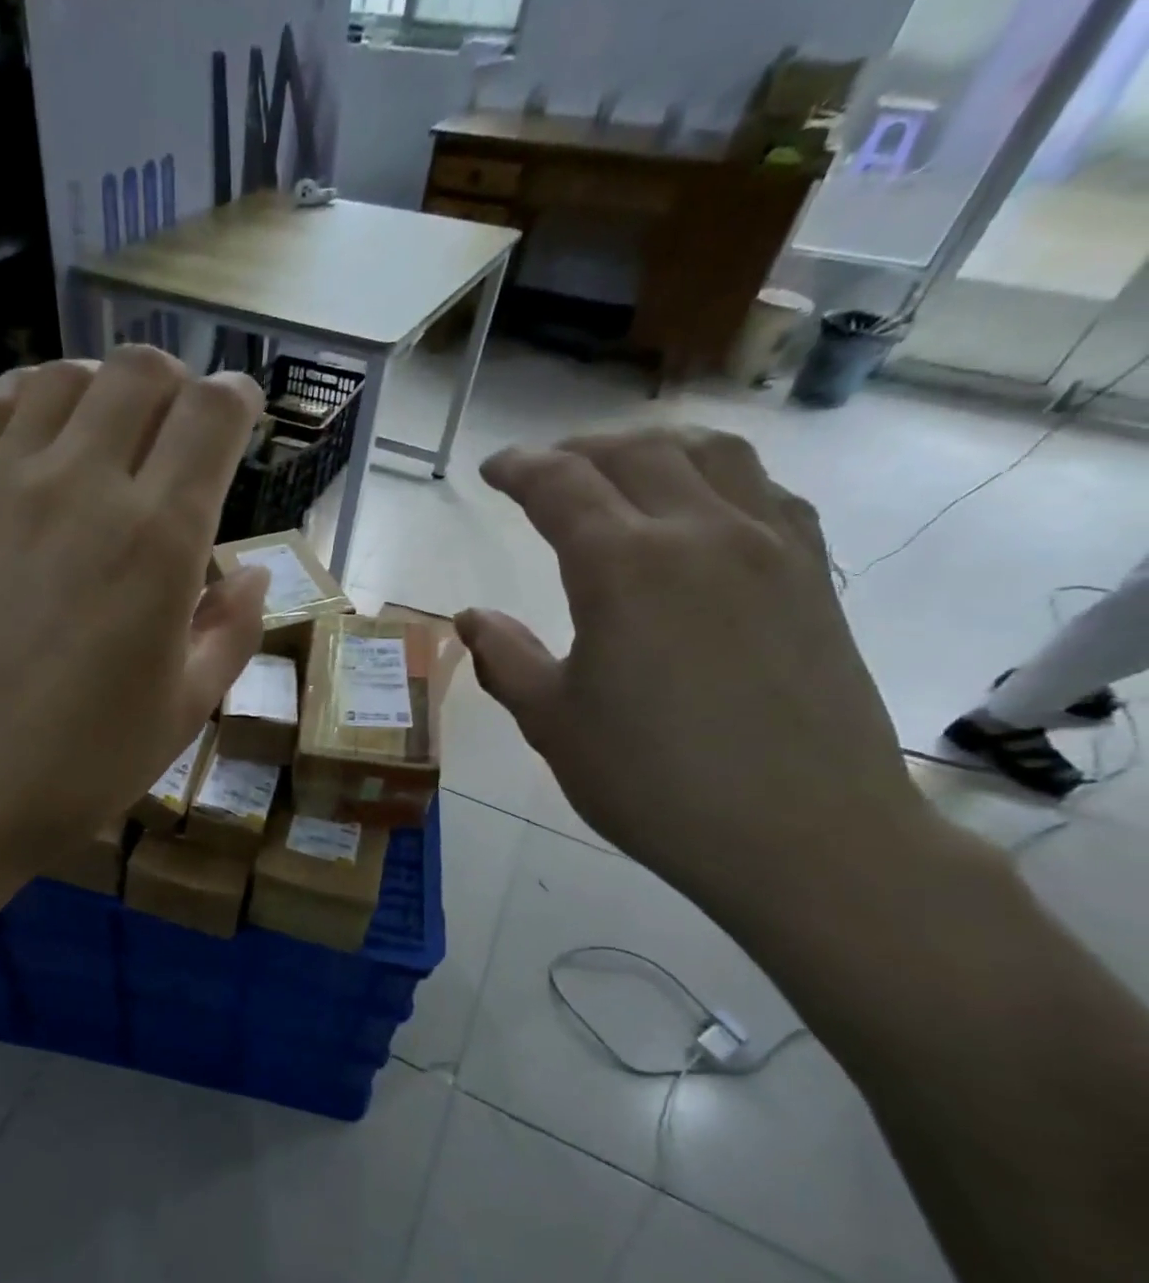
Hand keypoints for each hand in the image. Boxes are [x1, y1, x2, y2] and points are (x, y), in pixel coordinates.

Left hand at [0, 346, 269, 880]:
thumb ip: (231, 633)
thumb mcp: (182, 713)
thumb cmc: (74, 769)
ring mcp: (4, 483)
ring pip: (65, 377)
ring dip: (105, 387)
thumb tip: (255, 576)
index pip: (212, 416)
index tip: (242, 415)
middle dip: (178, 385)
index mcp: (159, 539)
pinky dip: (30, 397)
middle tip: (182, 431)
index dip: (238, 400)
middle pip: (142, 373)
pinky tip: (40, 436)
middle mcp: (84, 485)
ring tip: (113, 432)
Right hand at [457, 427, 935, 920]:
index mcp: (623, 566)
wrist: (803, 835)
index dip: (519, 468)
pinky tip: (705, 507)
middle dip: (578, 450)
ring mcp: (769, 548)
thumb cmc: (654, 782)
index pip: (561, 485)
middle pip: (636, 453)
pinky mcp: (812, 577)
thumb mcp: (552, 723)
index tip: (492, 470)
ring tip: (621, 467)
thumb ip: (505, 658)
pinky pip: (765, 492)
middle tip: (543, 470)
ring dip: (654, 447)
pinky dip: (720, 476)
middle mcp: (700, 534)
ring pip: (712, 454)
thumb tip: (471, 618)